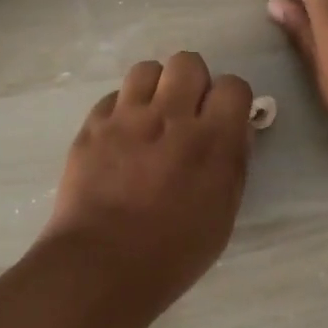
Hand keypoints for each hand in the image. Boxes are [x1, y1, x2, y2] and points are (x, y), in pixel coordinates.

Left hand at [40, 52, 254, 309]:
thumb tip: (234, 130)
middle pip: (188, 62)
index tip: (222, 119)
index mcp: (211, 141)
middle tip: (186, 113)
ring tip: (151, 117)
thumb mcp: (222, 215)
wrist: (99, 265)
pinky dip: (122, 110)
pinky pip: (113, 97)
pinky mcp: (93, 125)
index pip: (233, 85)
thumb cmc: (171, 253)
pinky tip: (121, 137)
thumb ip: (232, 164)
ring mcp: (126, 117)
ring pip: (147, 69)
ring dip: (155, 88)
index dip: (231, 99)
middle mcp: (170, 116)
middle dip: (192, 82)